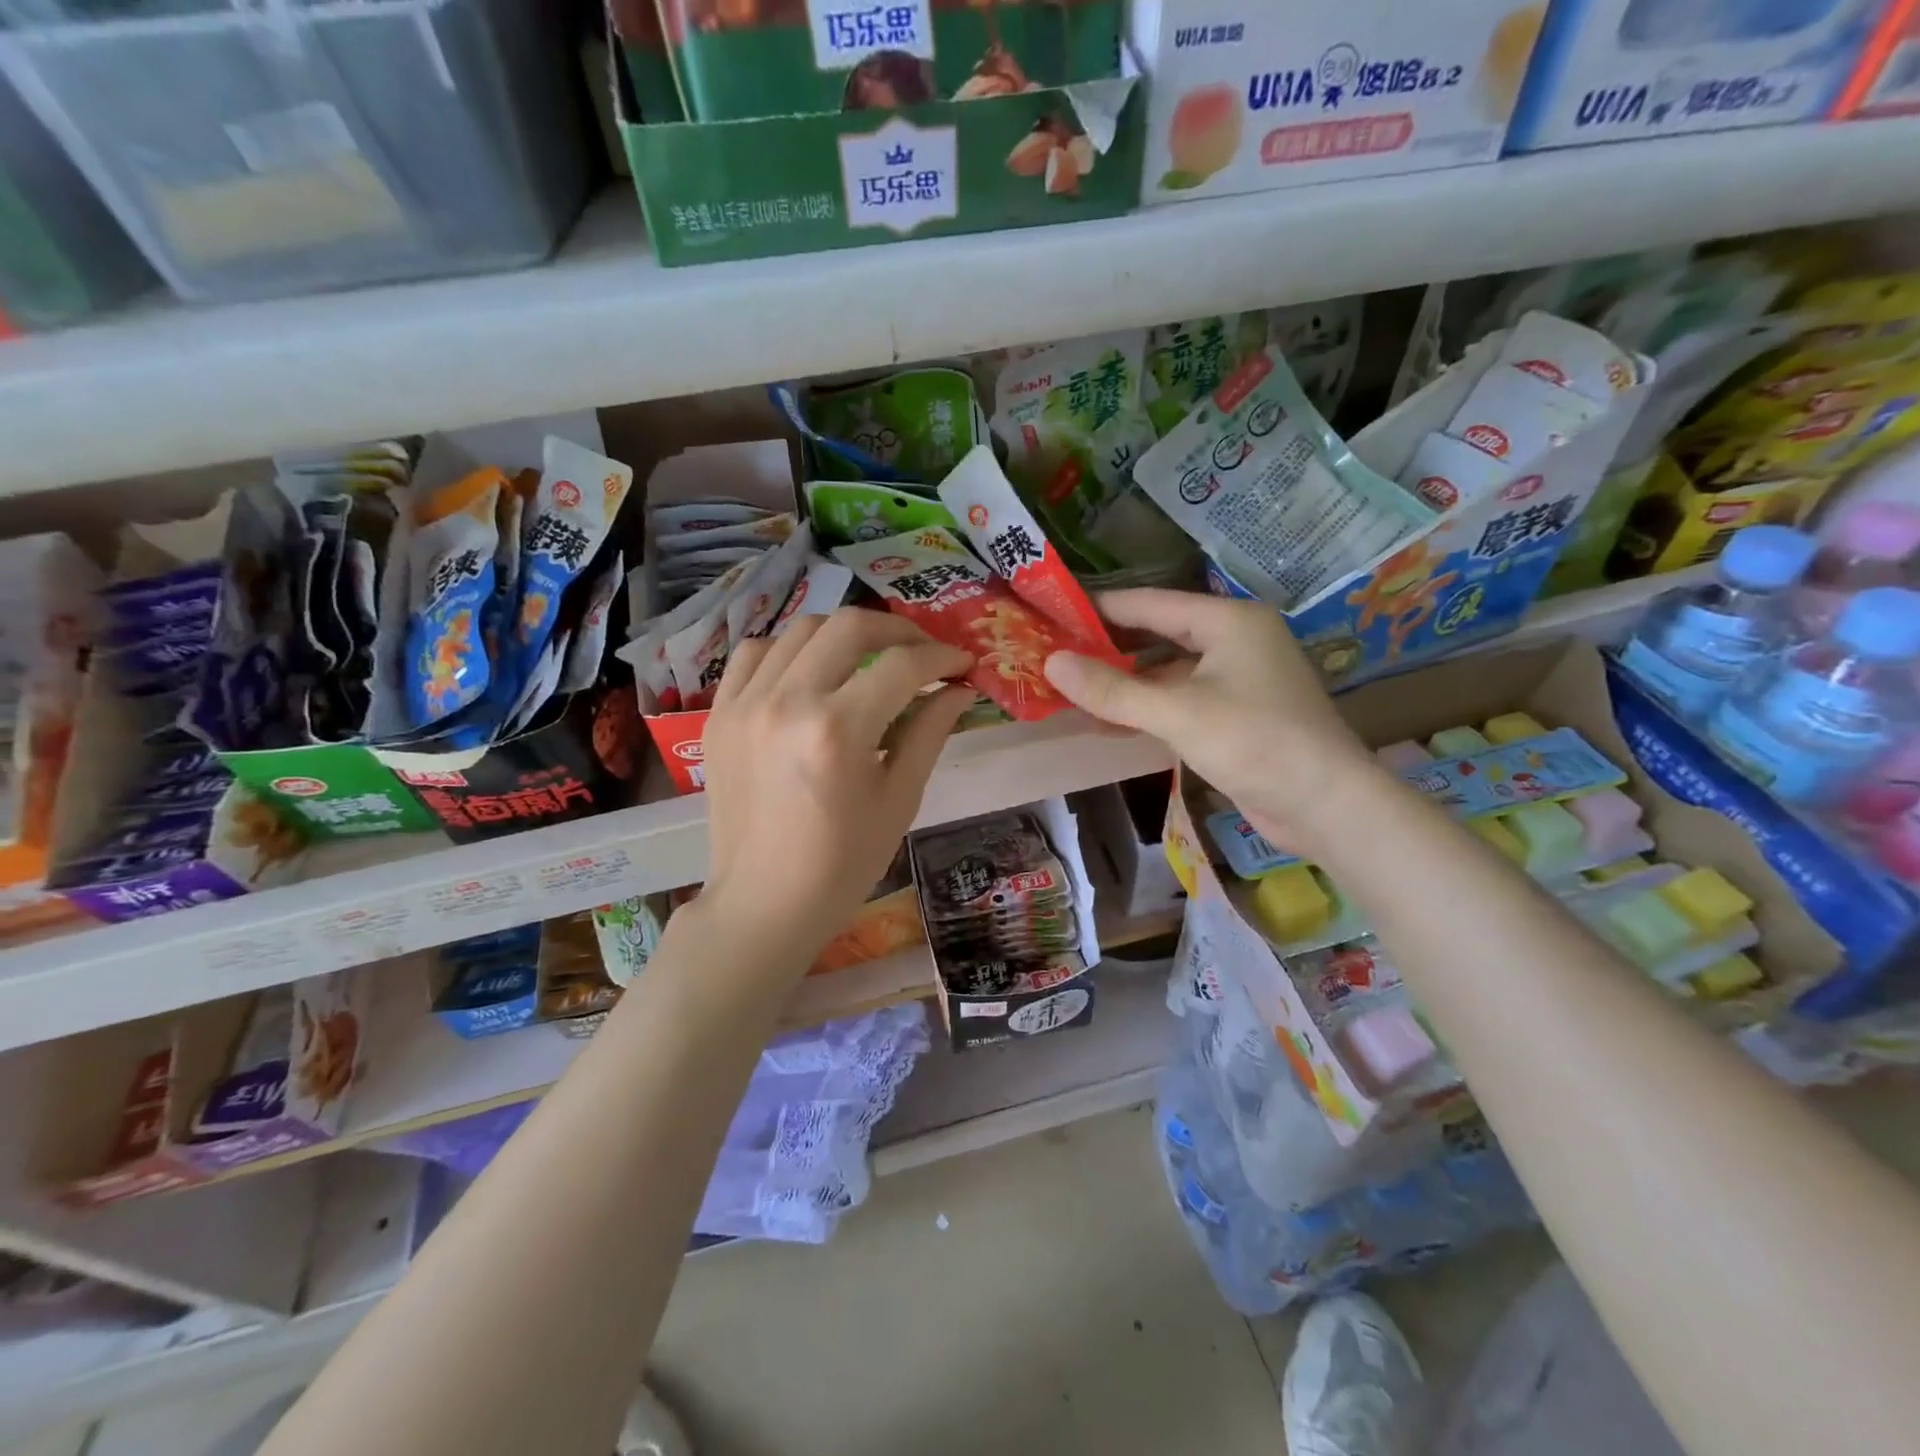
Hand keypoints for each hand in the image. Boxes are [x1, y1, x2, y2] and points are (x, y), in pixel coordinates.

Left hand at [698, 608, 974, 970]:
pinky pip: (756, 653)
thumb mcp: (899, 801)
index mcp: (838, 731)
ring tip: (870, 659)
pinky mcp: (719, 714)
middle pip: (850, 626)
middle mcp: (787, 702)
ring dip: (846, 635)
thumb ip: (929, 733)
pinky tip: (812, 673)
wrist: (763, 904)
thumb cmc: (842, 865)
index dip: (942, 656)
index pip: (902, 665)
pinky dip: (792, 650)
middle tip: (922, 652)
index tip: (962, 663)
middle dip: (898, 630)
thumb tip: (958, 687)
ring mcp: (744, 703)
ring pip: (802, 629)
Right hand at [1042, 589, 1381, 852]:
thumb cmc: (1255, 742)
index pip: (1150, 604)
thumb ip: (1113, 689)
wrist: (1327, 805)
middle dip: (1109, 649)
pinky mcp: (1237, 715)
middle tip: (1055, 655)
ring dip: (1125, 684)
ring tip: (1071, 692)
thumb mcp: (1177, 713)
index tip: (1054, 615)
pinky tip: (1108, 723)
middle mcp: (1234, 641)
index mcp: (1228, 621)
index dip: (1100, 610)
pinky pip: (1180, 701)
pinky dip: (1147, 709)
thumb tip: (1051, 663)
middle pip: (1158, 636)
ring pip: (1167, 672)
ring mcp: (1238, 679)